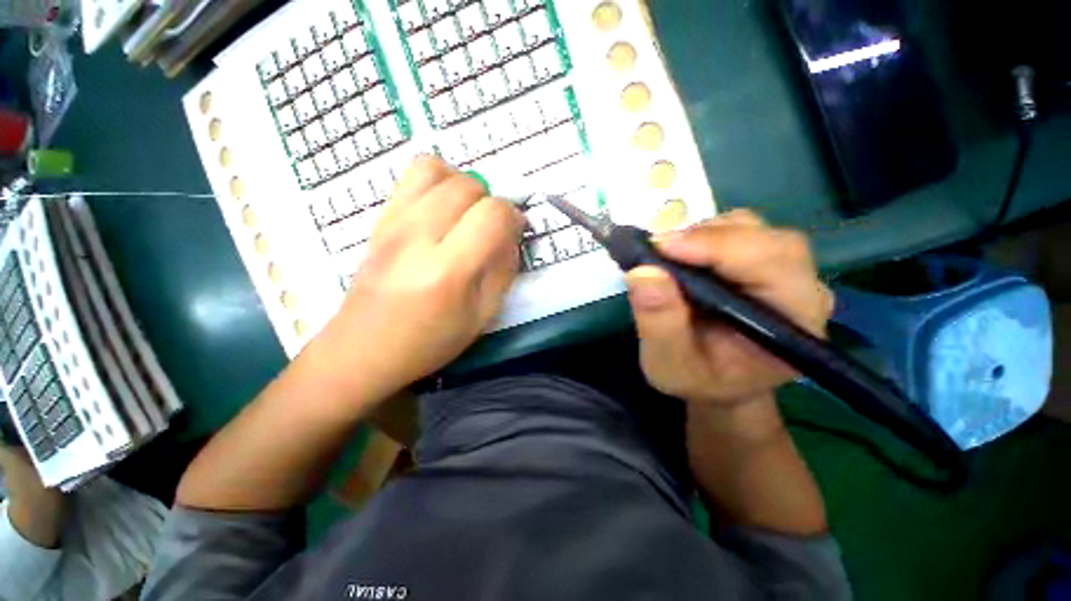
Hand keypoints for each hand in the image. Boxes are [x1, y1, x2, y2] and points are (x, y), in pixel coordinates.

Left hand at [305, 156, 525, 400]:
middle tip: (490, 226)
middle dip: (490, 200)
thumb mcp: (482, 315)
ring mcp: (392, 223)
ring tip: (466, 211)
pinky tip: (442, 209)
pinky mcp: (379, 219)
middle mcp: (416, 237)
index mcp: (447, 271)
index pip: (492, 215)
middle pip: (467, 186)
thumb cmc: (430, 341)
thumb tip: (511, 233)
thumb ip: (503, 270)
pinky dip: (437, 181)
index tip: (515, 231)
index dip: (513, 217)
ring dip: (463, 183)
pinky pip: (411, 175)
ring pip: (436, 168)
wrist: (363, 349)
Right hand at [626, 210, 833, 406]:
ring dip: (701, 235)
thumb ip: (659, 324)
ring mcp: (786, 271)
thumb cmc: (699, 380)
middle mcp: (801, 288)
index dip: (718, 246)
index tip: (662, 247)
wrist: (721, 383)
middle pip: (765, 237)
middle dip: (706, 238)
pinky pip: (736, 232)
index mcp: (793, 322)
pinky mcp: (763, 262)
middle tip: (657, 251)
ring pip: (749, 228)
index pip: (772, 263)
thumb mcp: (669, 365)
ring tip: (666, 257)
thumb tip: (642, 272)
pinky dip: (701, 236)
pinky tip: (680, 256)